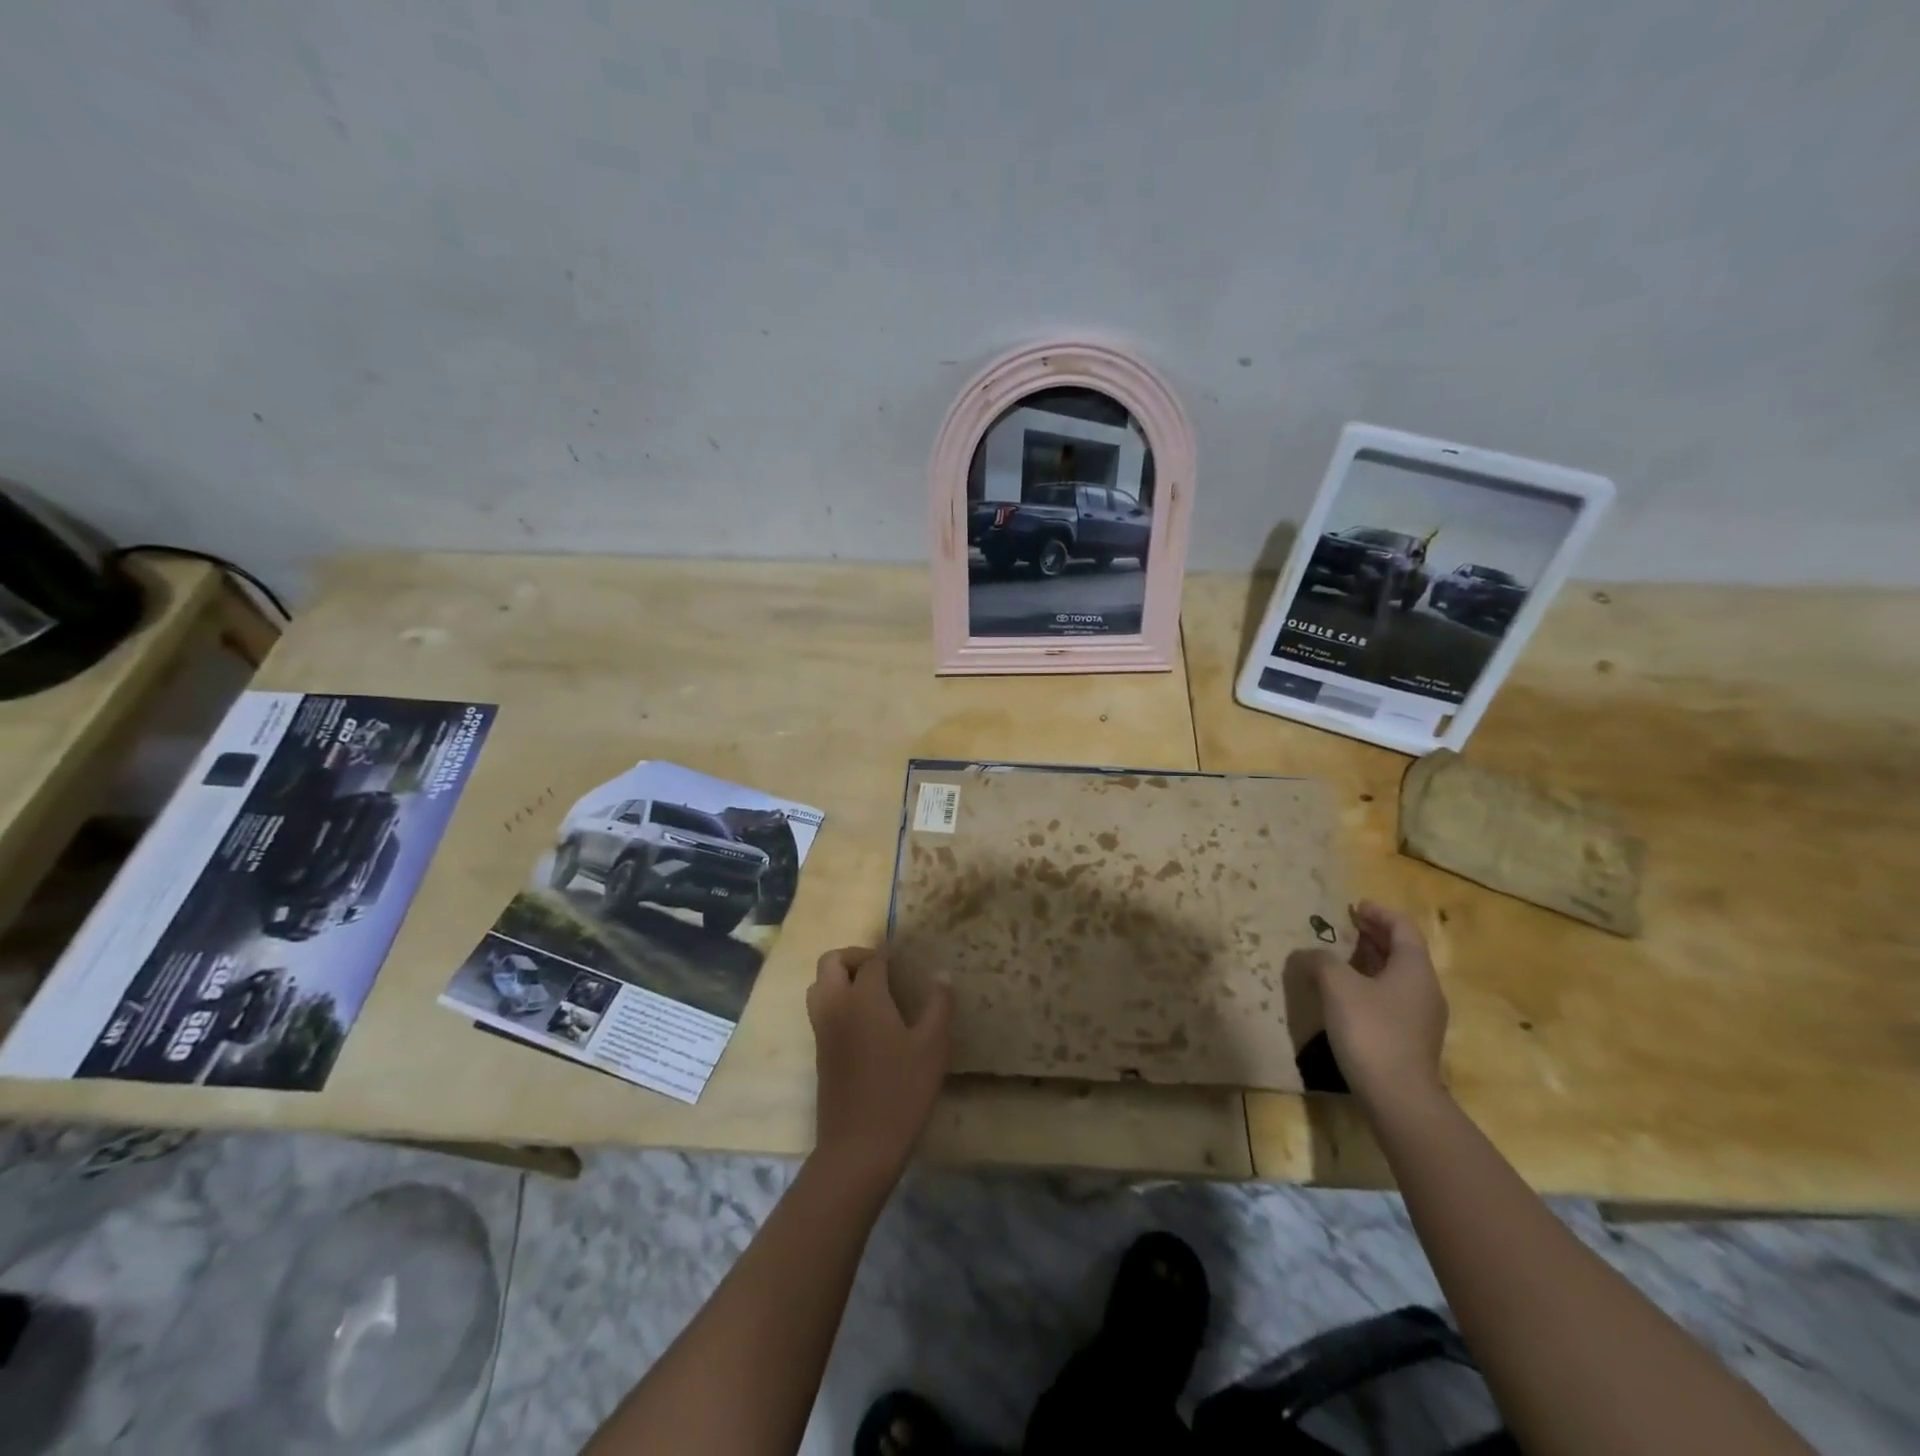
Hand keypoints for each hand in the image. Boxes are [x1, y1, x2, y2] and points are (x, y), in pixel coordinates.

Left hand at [806, 947, 952, 1186]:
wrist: (859, 1146)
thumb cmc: (901, 1091)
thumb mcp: (932, 1046)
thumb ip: (938, 1005)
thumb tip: (941, 975)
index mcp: (864, 998)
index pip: (872, 961)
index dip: (888, 956)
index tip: (904, 960)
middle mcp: (836, 1005)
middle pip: (832, 962)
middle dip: (855, 956)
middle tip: (881, 969)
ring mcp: (822, 1029)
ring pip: (818, 984)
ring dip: (839, 977)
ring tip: (870, 991)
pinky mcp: (819, 1050)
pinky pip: (819, 1008)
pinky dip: (835, 999)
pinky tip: (863, 1020)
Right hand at [1288, 901, 1447, 1108]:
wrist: (1398, 1097)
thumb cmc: (1370, 1030)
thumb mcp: (1337, 986)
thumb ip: (1320, 961)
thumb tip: (1308, 954)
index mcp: (1414, 969)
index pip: (1403, 928)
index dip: (1379, 913)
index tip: (1354, 906)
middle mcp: (1424, 989)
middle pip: (1402, 951)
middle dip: (1374, 935)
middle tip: (1346, 926)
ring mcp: (1420, 1017)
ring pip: (1396, 976)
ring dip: (1370, 961)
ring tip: (1341, 957)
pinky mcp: (1410, 1039)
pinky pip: (1391, 998)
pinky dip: (1370, 984)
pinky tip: (1346, 994)